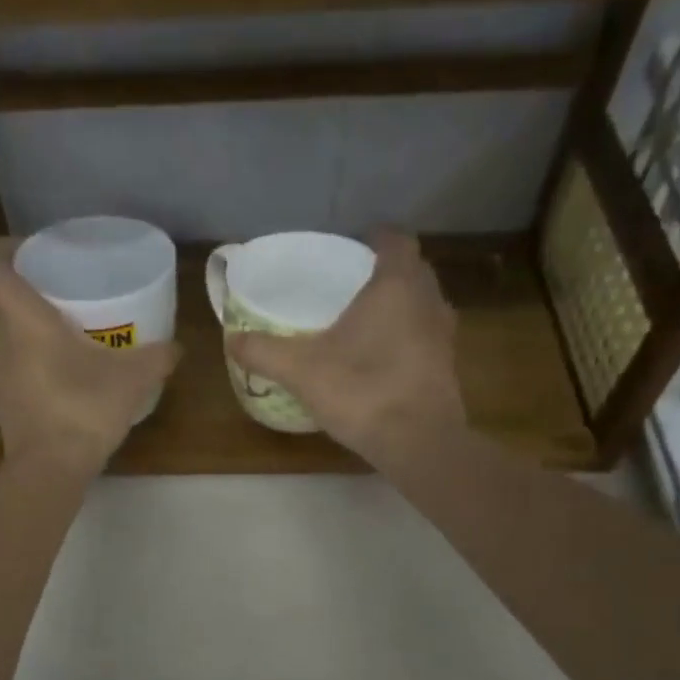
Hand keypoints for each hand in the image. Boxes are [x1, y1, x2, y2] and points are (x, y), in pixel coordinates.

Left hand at [0, 239, 179, 477]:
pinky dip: (33, 358)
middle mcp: (0, 340)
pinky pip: (15, 364)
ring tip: (68, 328)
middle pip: (3, 300)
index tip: (32, 248)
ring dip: (31, 327)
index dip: (8, 249)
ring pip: (8, 334)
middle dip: (30, 290)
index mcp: (24, 320)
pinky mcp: (4, 401)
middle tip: (65, 289)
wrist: (49, 470)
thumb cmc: (83, 409)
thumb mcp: (133, 380)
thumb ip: (157, 357)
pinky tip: (64, 371)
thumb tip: (176, 347)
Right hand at [228, 231, 464, 464]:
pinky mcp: (447, 366)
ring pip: (423, 303)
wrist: (418, 442)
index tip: (356, 243)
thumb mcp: (301, 370)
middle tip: (353, 281)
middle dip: (388, 270)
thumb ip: (264, 351)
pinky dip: (408, 336)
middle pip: (413, 270)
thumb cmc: (362, 390)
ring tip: (367, 318)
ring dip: (401, 304)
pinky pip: (426, 336)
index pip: (396, 241)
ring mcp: (443, 335)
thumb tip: (232, 339)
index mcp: (396, 285)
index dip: (378, 237)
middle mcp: (428, 300)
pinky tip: (381, 356)